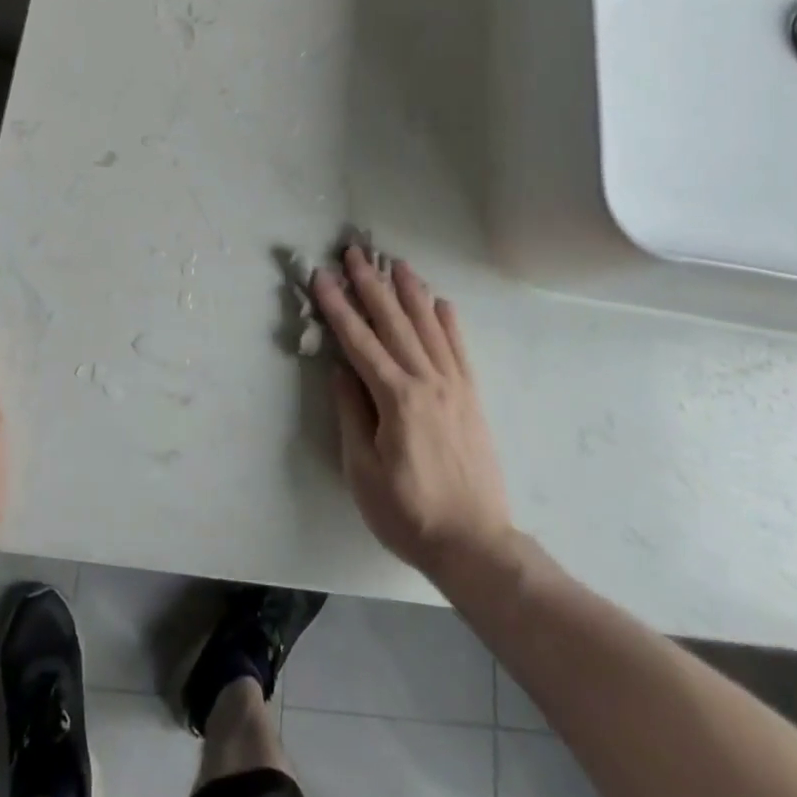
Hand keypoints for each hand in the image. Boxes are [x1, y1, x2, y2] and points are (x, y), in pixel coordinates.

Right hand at [312, 249, 511, 578]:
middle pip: (394, 322)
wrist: (475, 544)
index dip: (338, 306)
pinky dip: (449, 321)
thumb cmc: (409, 513)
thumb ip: (352, 413)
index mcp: (396, 398)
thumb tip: (341, 369)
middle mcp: (427, 381)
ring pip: (428, 326)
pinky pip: (459, 349)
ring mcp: (454, 386)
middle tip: (355, 252)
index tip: (321, 276)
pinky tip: (440, 302)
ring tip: (396, 263)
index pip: (359, 341)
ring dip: (409, 292)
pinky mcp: (472, 397)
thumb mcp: (363, 471)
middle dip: (371, 284)